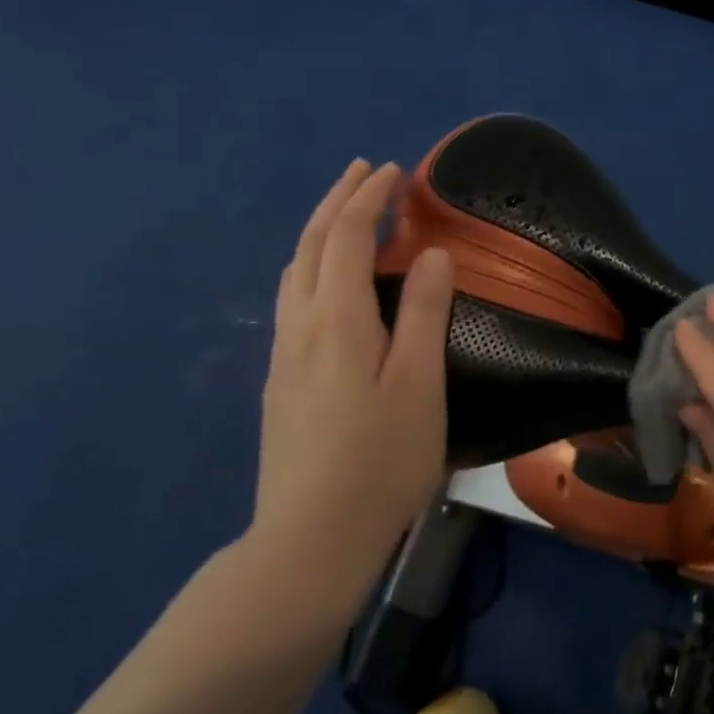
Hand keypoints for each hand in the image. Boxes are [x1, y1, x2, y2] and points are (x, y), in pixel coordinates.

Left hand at [251, 159, 454, 588]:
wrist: (309, 542)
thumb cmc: (380, 460)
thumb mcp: (419, 384)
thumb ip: (424, 312)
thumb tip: (431, 253)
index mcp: (337, 320)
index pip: (347, 237)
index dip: (370, 198)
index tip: (395, 171)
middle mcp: (301, 326)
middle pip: (311, 245)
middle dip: (338, 200)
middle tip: (364, 171)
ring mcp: (285, 355)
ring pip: (295, 271)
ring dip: (321, 230)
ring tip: (347, 212)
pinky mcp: (282, 382)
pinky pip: (294, 297)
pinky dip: (314, 263)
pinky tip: (328, 279)